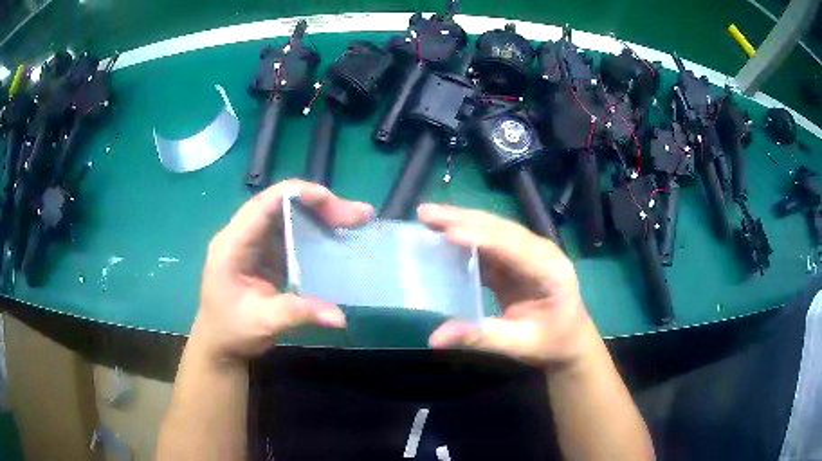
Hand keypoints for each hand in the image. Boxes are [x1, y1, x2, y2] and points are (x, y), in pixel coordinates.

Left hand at [192, 179, 373, 363]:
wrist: (219, 344)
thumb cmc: (232, 331)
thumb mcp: (264, 322)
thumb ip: (299, 313)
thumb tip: (340, 317)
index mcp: (233, 244)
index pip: (266, 203)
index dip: (300, 195)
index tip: (336, 205)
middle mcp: (242, 234)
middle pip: (281, 203)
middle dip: (320, 205)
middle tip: (358, 216)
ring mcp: (254, 242)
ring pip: (288, 214)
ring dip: (321, 214)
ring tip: (354, 221)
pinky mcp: (265, 253)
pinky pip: (291, 231)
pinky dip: (315, 230)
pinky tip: (336, 236)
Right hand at [417, 203, 598, 369]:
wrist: (570, 340)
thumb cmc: (552, 343)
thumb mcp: (519, 345)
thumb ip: (480, 337)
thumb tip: (434, 338)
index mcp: (551, 271)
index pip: (514, 248)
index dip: (481, 238)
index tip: (447, 233)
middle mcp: (542, 252)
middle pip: (501, 229)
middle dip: (463, 219)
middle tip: (426, 213)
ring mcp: (529, 253)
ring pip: (493, 230)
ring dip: (461, 221)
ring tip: (428, 216)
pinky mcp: (516, 259)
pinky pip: (489, 243)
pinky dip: (465, 237)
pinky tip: (443, 235)